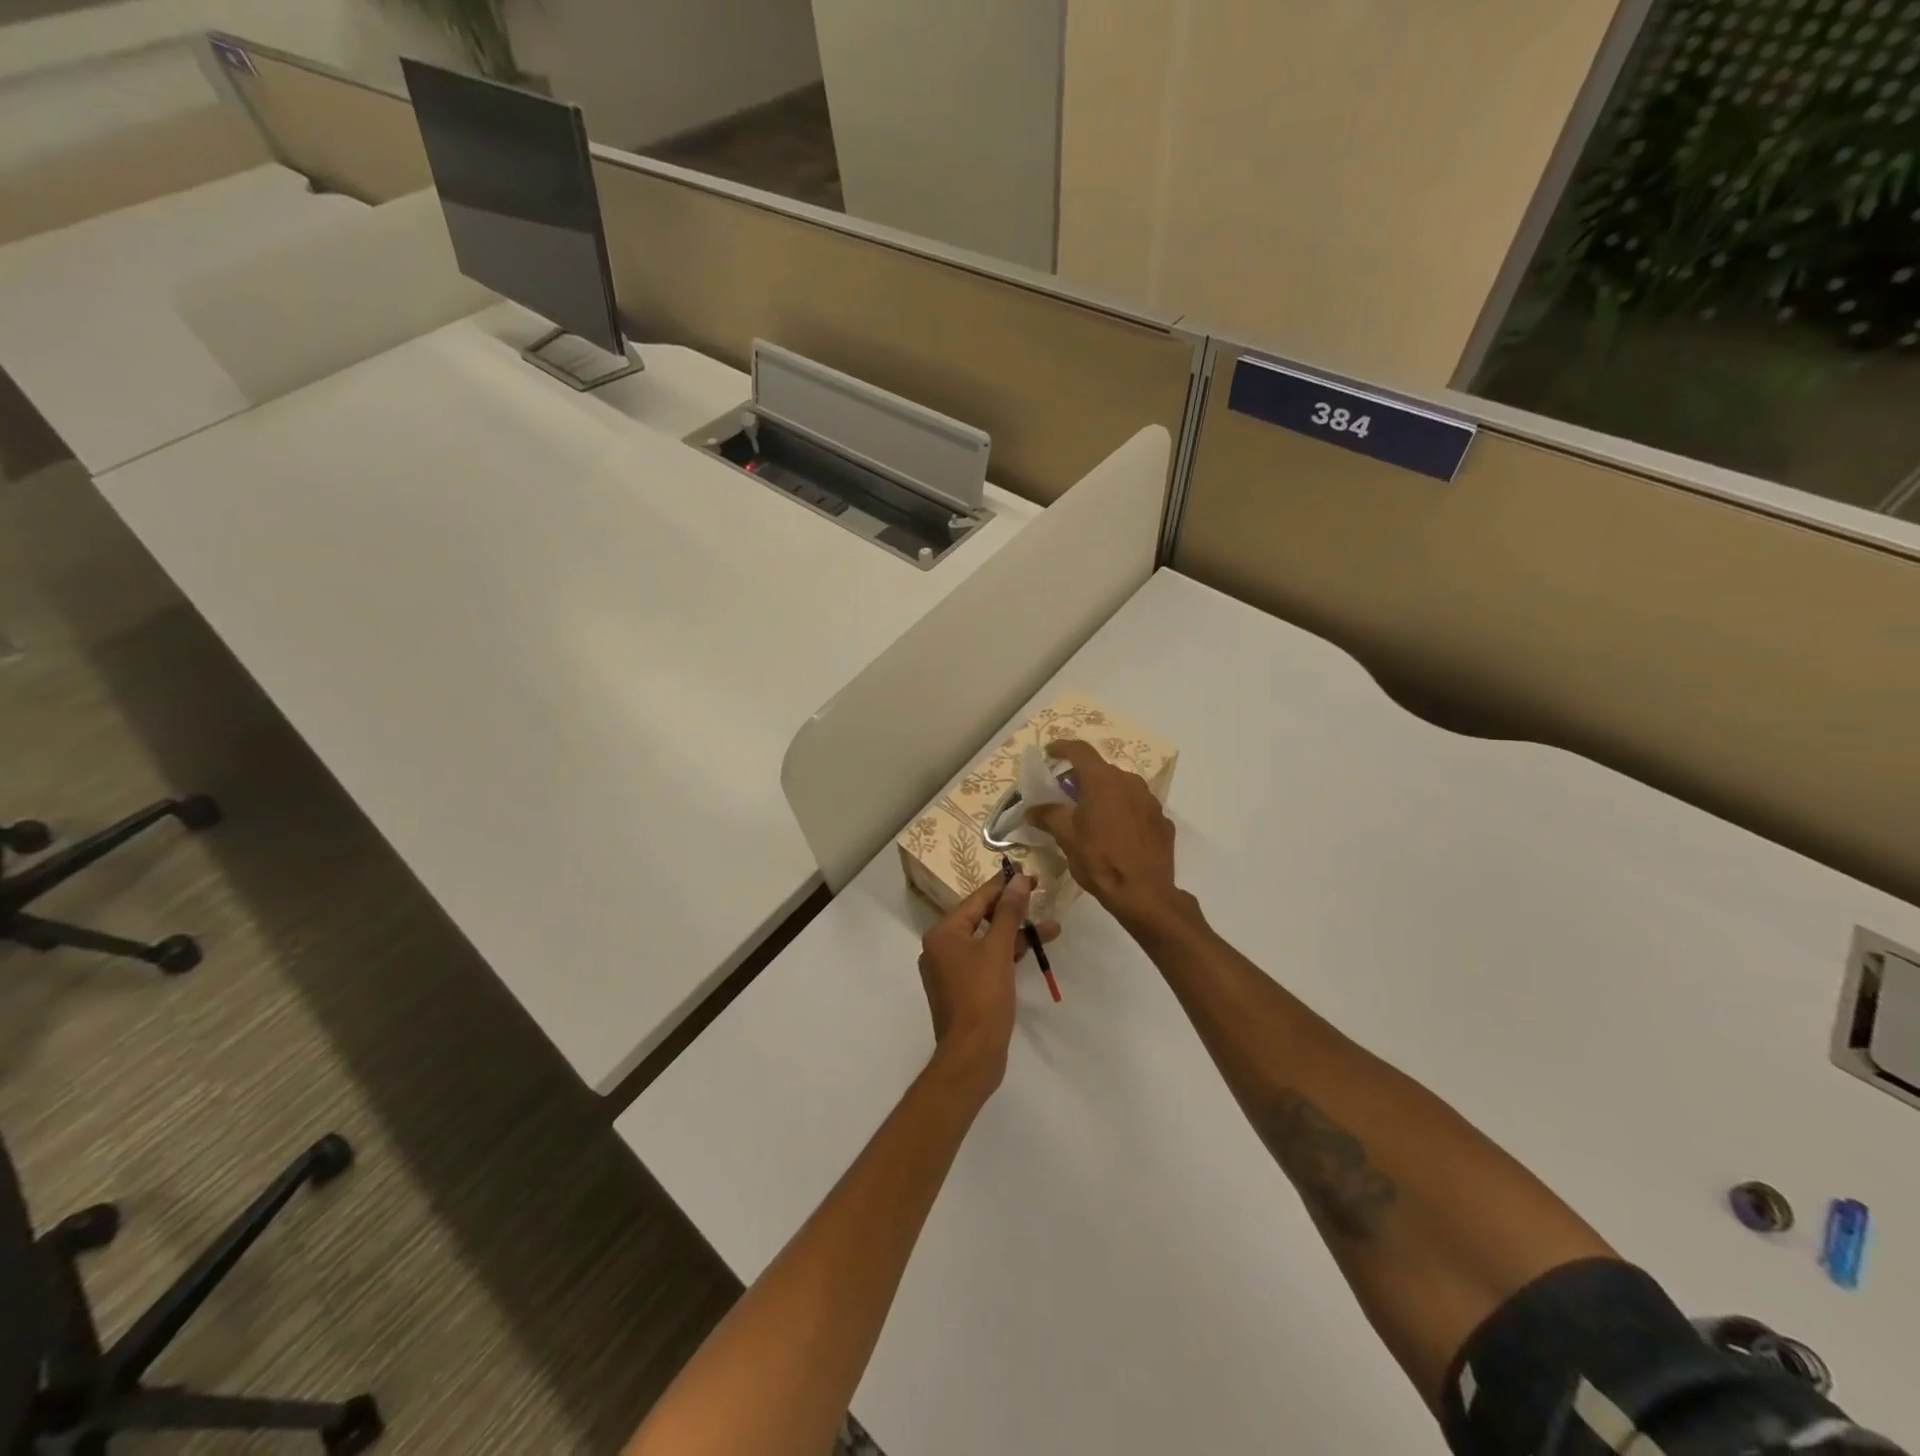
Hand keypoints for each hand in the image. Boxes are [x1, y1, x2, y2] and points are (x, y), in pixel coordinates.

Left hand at [917, 873, 1058, 1090]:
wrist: (972, 1056)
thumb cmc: (982, 997)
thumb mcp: (999, 950)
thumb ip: (1009, 913)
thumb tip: (1018, 880)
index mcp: (943, 934)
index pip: (976, 899)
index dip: (1003, 886)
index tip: (1027, 873)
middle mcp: (941, 948)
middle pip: (980, 918)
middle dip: (1013, 909)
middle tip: (1040, 894)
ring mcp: (951, 970)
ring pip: (987, 941)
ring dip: (1017, 933)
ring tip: (1052, 927)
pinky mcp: (964, 989)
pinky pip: (987, 960)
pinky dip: (1008, 954)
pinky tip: (1033, 949)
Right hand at [1027, 739, 1187, 932]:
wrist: (1145, 893)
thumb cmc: (1099, 859)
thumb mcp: (1066, 837)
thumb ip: (1048, 816)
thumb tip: (1032, 809)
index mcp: (1102, 780)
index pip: (1079, 751)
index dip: (1062, 748)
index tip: (1050, 752)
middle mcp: (1129, 782)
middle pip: (1101, 770)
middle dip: (1082, 777)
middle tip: (1066, 793)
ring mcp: (1150, 800)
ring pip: (1121, 788)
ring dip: (1104, 795)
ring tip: (1091, 815)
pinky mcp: (1162, 820)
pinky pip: (1137, 808)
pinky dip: (1123, 813)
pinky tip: (1116, 834)